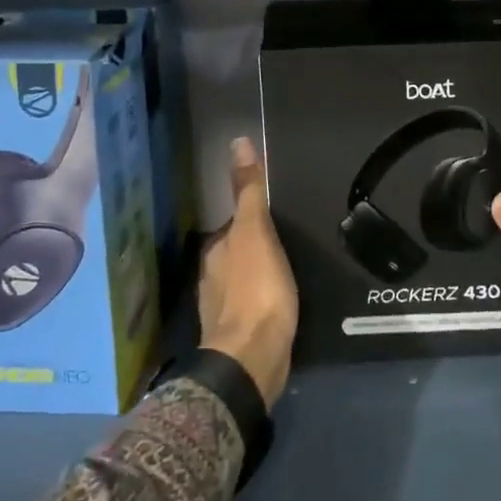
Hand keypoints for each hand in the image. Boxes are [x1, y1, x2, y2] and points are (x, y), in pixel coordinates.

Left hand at [198, 138, 298, 410]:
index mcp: (216, 251)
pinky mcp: (237, 335)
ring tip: (288, 271)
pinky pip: (251, 307)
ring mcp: (221, 309)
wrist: (252, 359)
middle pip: (236, 253)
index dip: (253, 219)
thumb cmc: (256, 290)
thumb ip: (248, 191)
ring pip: (241, 281)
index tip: (277, 218)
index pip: (234, 225)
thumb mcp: (256, 232)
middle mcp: (212, 277)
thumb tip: (237, 141)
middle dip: (255, 248)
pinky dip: (262, 301)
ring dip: (258, 276)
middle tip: (289, 242)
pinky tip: (280, 304)